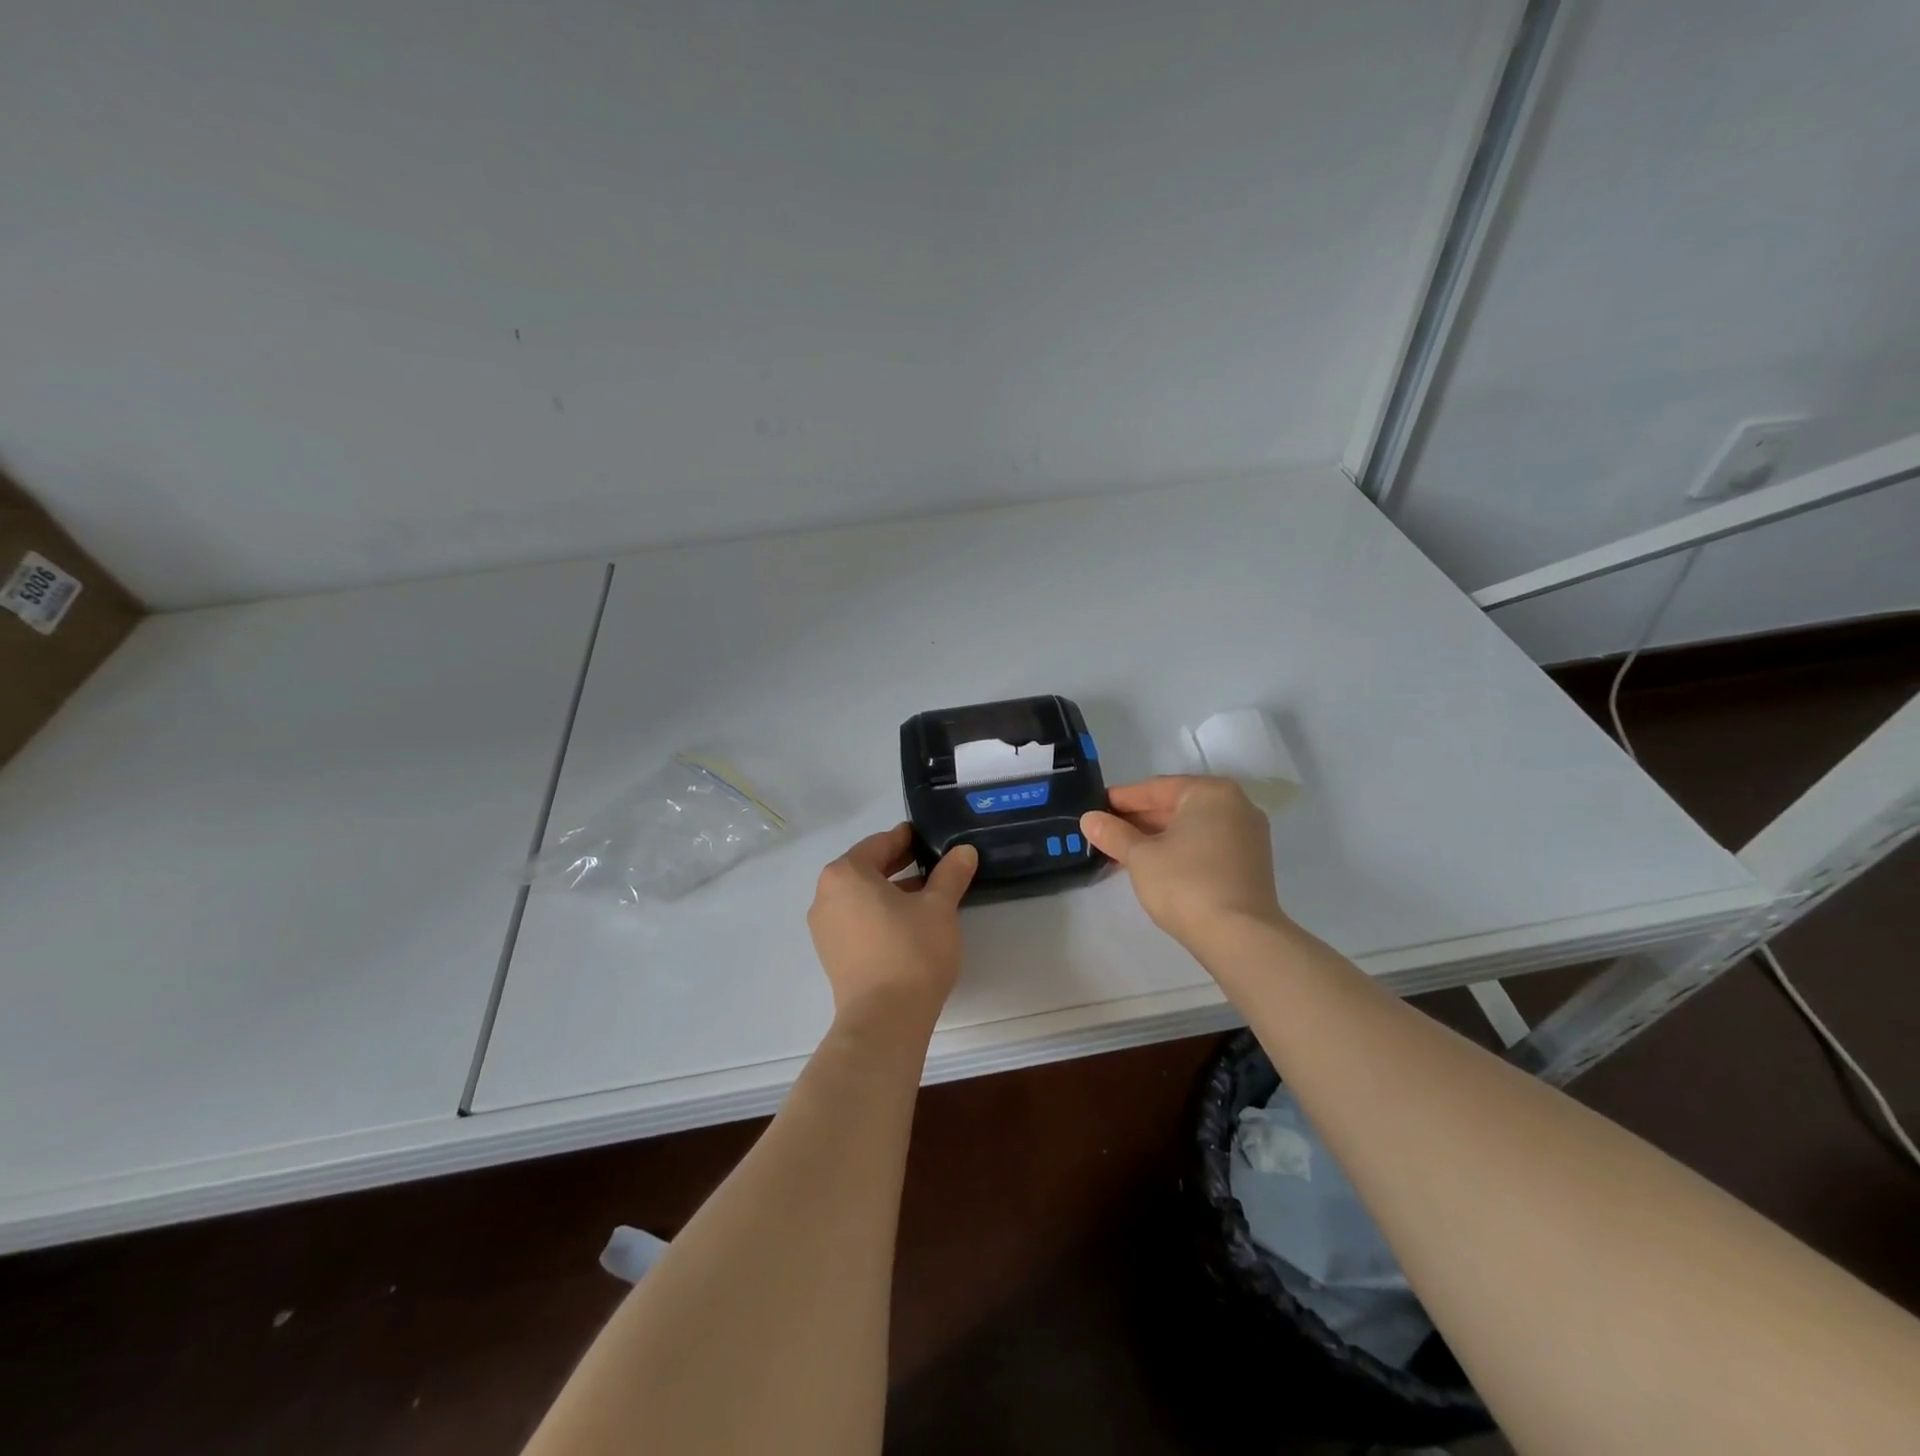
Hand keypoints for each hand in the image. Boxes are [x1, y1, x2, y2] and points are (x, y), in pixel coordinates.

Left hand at [807, 824, 977, 1024]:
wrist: (885, 1020)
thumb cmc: (911, 951)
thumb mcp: (939, 907)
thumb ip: (951, 874)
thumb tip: (964, 851)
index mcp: (845, 874)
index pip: (880, 843)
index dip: (908, 838)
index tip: (930, 838)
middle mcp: (826, 895)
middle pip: (867, 869)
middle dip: (900, 864)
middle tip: (933, 863)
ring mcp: (825, 928)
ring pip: (861, 896)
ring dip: (891, 891)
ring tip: (927, 895)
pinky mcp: (832, 955)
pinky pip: (856, 920)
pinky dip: (879, 914)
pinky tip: (909, 924)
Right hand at [1080, 776, 1284, 948]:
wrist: (1239, 937)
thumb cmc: (1186, 883)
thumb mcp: (1140, 856)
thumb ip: (1113, 834)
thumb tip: (1089, 819)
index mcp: (1211, 793)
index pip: (1156, 788)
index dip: (1122, 799)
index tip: (1096, 808)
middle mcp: (1236, 806)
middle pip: (1176, 806)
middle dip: (1140, 820)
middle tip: (1105, 831)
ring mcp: (1248, 836)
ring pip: (1192, 828)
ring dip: (1158, 837)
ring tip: (1123, 851)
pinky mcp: (1251, 864)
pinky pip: (1207, 846)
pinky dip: (1180, 850)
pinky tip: (1154, 865)